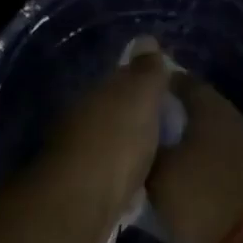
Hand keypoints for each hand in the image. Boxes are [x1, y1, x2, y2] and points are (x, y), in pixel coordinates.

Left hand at [35, 51, 172, 242]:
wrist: (80, 202)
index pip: (118, 83)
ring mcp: (77, 159)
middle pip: (111, 115)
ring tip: (156, 157)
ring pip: (106, 146)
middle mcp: (79, 123)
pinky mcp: (81, 192)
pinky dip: (121, 176)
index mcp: (93, 97)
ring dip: (125, 149)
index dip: (142, 86)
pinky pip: (108, 176)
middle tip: (166, 128)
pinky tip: (137, 184)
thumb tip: (146, 40)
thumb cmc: (115, 142)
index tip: (166, 94)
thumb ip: (144, 72)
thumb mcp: (139, 98)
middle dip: (133, 119)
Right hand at [147, 75, 242, 242]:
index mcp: (212, 111)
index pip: (184, 83)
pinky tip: (179, 178)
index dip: (160, 85)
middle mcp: (234, 125)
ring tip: (155, 154)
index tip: (136, 92)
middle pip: (199, 111)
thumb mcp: (158, 174)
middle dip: (171, 116)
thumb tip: (137, 137)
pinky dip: (198, 166)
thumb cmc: (201, 198)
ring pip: (208, 139)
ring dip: (185, 144)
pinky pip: (217, 164)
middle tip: (141, 126)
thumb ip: (146, 150)